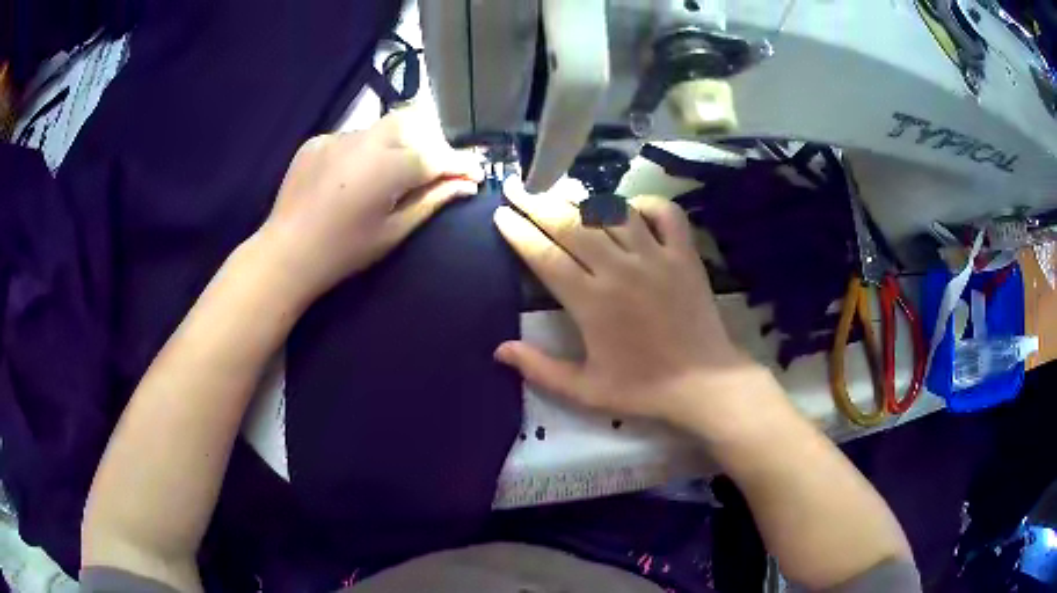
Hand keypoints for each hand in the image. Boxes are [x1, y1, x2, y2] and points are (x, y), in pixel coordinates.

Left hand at [260, 104, 483, 300]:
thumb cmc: (344, 251)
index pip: (435, 155)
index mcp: (387, 167)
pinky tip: (355, 176)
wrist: (286, 253)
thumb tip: (466, 185)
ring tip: (392, 173)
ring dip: (397, 144)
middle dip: (429, 143)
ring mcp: (337, 137)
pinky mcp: (317, 141)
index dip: (459, 163)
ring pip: (381, 128)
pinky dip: (364, 151)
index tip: (475, 173)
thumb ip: (432, 201)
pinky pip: (352, 137)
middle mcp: (364, 140)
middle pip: (411, 125)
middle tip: (433, 171)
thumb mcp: (394, 231)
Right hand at [493, 176, 762, 428]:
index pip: (545, 256)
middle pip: (572, 225)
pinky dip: (646, 203)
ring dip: (584, 200)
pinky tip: (629, 208)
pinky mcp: (685, 255)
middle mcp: (620, 270)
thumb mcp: (586, 390)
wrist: (704, 384)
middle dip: (538, 204)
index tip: (501, 215)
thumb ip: (540, 369)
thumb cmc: (644, 389)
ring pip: (613, 212)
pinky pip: (665, 213)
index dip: (519, 232)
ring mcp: (656, 257)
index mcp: (591, 302)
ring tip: (563, 192)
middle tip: (518, 189)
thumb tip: (499, 349)